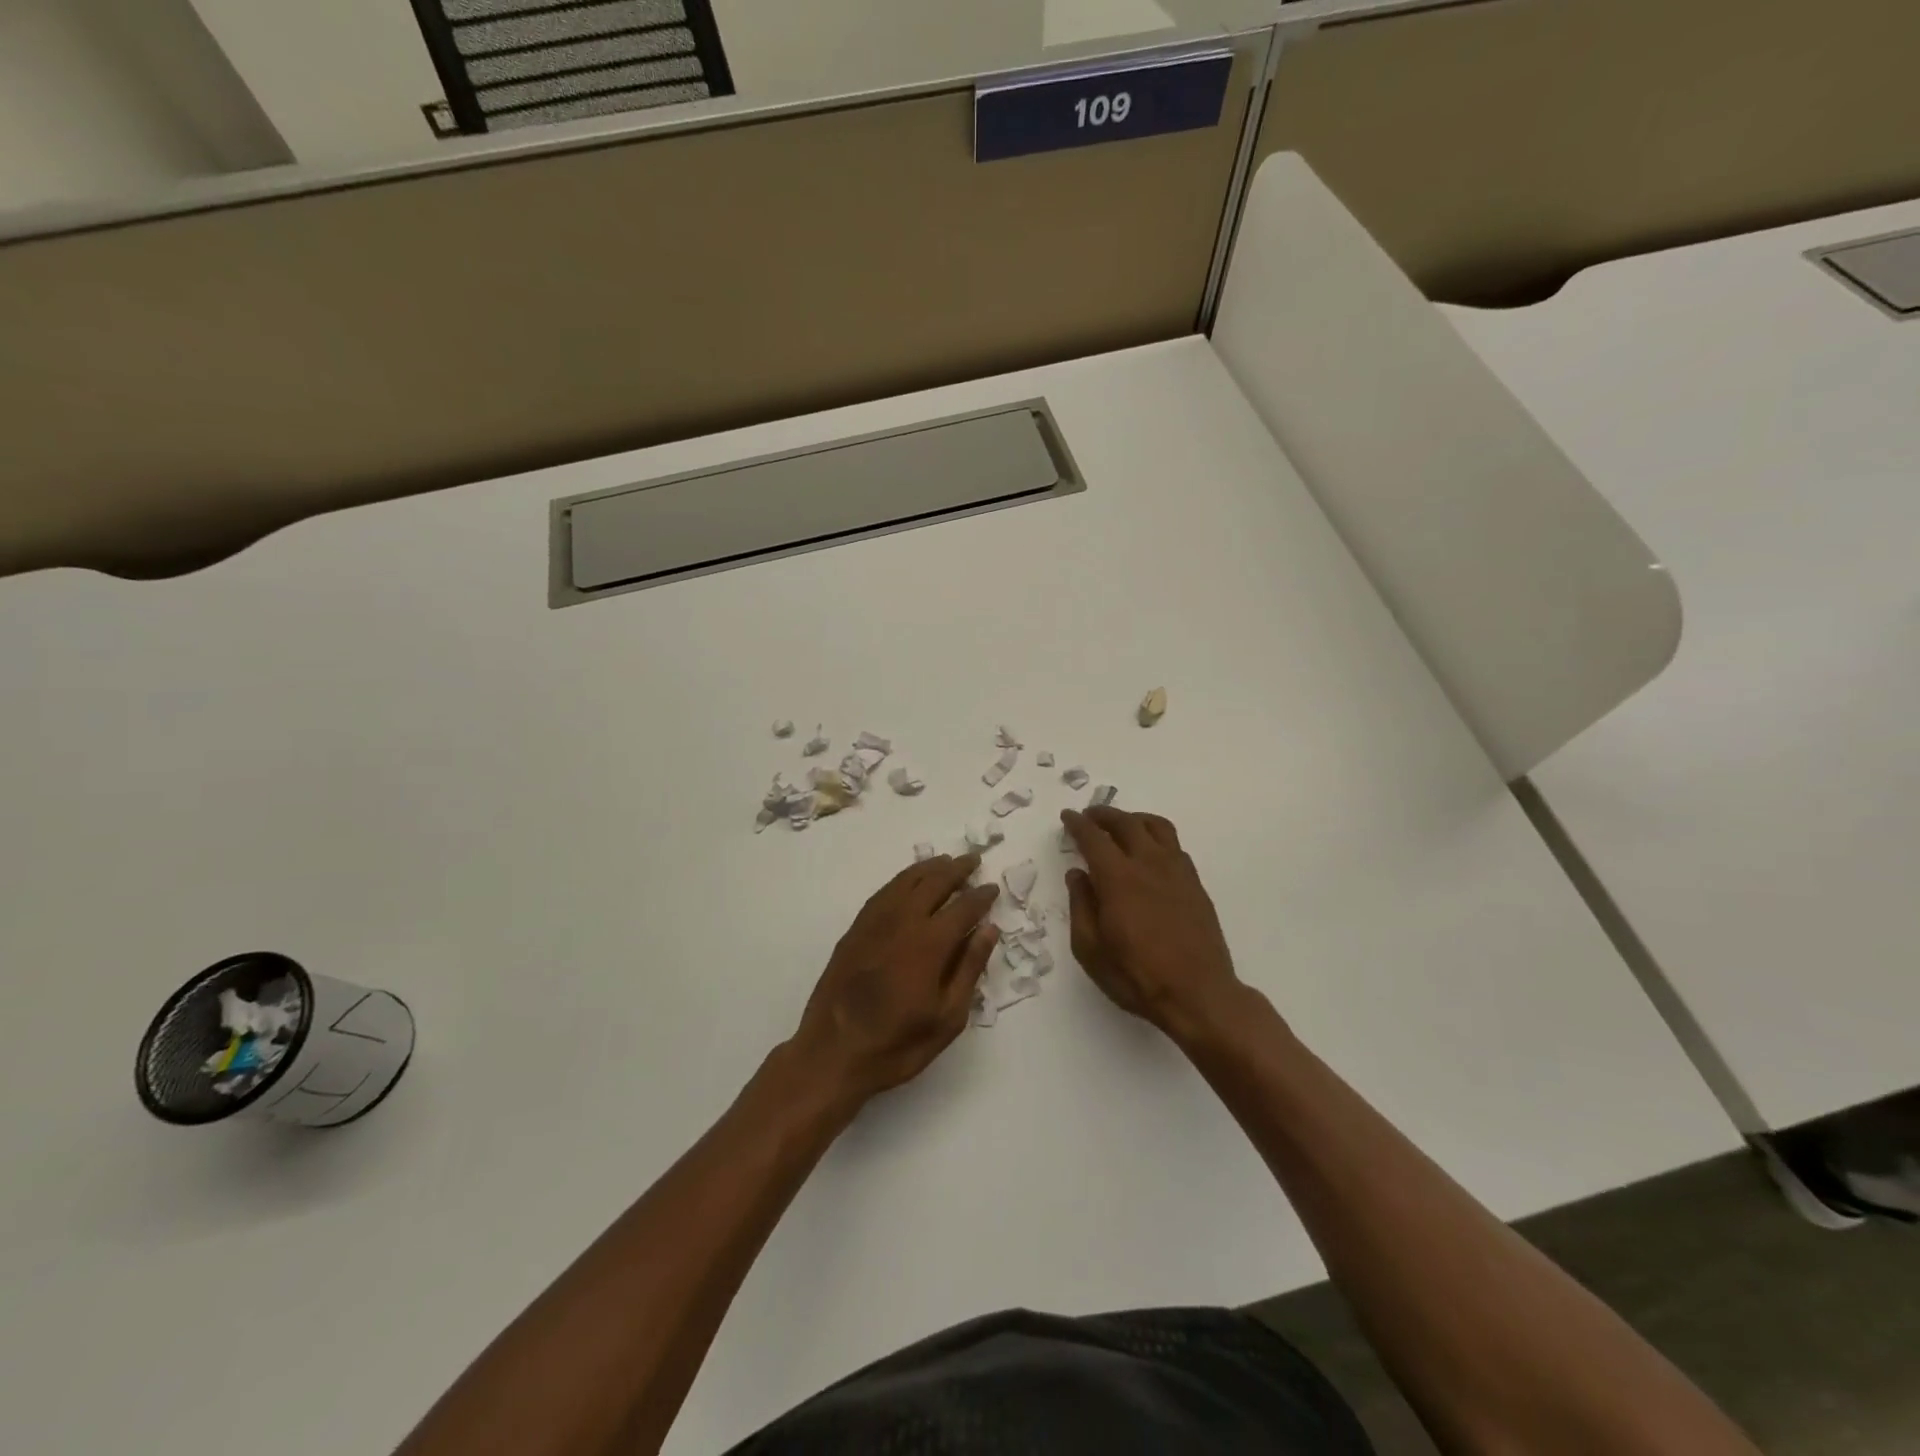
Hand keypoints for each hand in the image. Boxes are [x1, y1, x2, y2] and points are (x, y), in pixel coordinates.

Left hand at [792, 854, 999, 1106]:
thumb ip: (969, 968)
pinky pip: (883, 892)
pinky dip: (902, 880)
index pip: (963, 907)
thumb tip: (988, 929)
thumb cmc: (897, 1043)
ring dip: (929, 868)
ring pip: (906, 881)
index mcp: (930, 943)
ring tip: (945, 861)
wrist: (832, 1053)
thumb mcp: (947, 1018)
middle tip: (973, 860)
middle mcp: (903, 922)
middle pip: (934, 883)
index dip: (980, 896)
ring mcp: (875, 922)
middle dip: (957, 870)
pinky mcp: (855, 929)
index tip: (992, 888)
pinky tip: (908, 882)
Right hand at [1062, 807, 1244, 1041]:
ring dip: (1134, 819)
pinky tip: (1150, 852)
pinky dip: (1156, 837)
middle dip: (1104, 815)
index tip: (1068, 816)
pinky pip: (1174, 845)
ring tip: (1122, 825)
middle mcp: (1149, 864)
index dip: (1078, 824)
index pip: (1094, 838)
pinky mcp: (1195, 883)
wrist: (1199, 994)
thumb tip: (1077, 874)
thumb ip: (1081, 906)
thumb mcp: (1090, 949)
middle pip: (1126, 823)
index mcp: (1118, 878)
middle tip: (1090, 816)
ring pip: (1156, 826)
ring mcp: (1177, 871)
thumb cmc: (1136, 976)